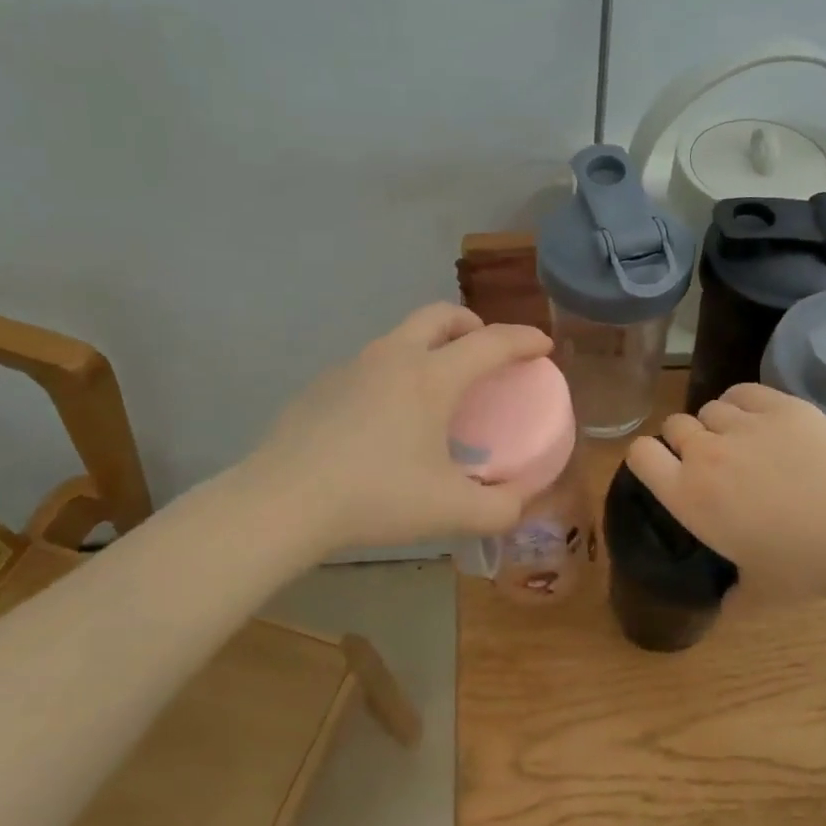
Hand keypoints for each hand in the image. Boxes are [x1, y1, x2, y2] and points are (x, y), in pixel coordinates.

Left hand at [244, 304, 553, 552]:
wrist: (282, 502)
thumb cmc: (376, 497)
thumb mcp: (451, 511)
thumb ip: (500, 508)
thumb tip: (520, 500)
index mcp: (431, 377)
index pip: (491, 342)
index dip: (524, 340)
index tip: (544, 346)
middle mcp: (393, 357)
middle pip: (440, 315)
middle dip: (473, 324)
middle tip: (486, 352)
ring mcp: (352, 367)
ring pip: (402, 337)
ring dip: (431, 347)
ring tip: (438, 390)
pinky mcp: (322, 386)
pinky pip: (372, 365)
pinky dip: (396, 374)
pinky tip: (389, 419)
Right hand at [627, 384, 825, 594]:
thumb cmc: (804, 566)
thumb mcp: (760, 592)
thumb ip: (734, 594)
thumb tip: (728, 603)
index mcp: (689, 496)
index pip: (640, 455)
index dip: (648, 457)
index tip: (665, 467)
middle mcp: (706, 453)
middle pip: (674, 425)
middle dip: (685, 439)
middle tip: (711, 461)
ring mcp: (743, 424)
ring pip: (710, 407)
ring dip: (718, 423)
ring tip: (743, 441)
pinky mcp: (779, 405)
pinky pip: (743, 392)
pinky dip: (744, 403)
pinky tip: (762, 420)